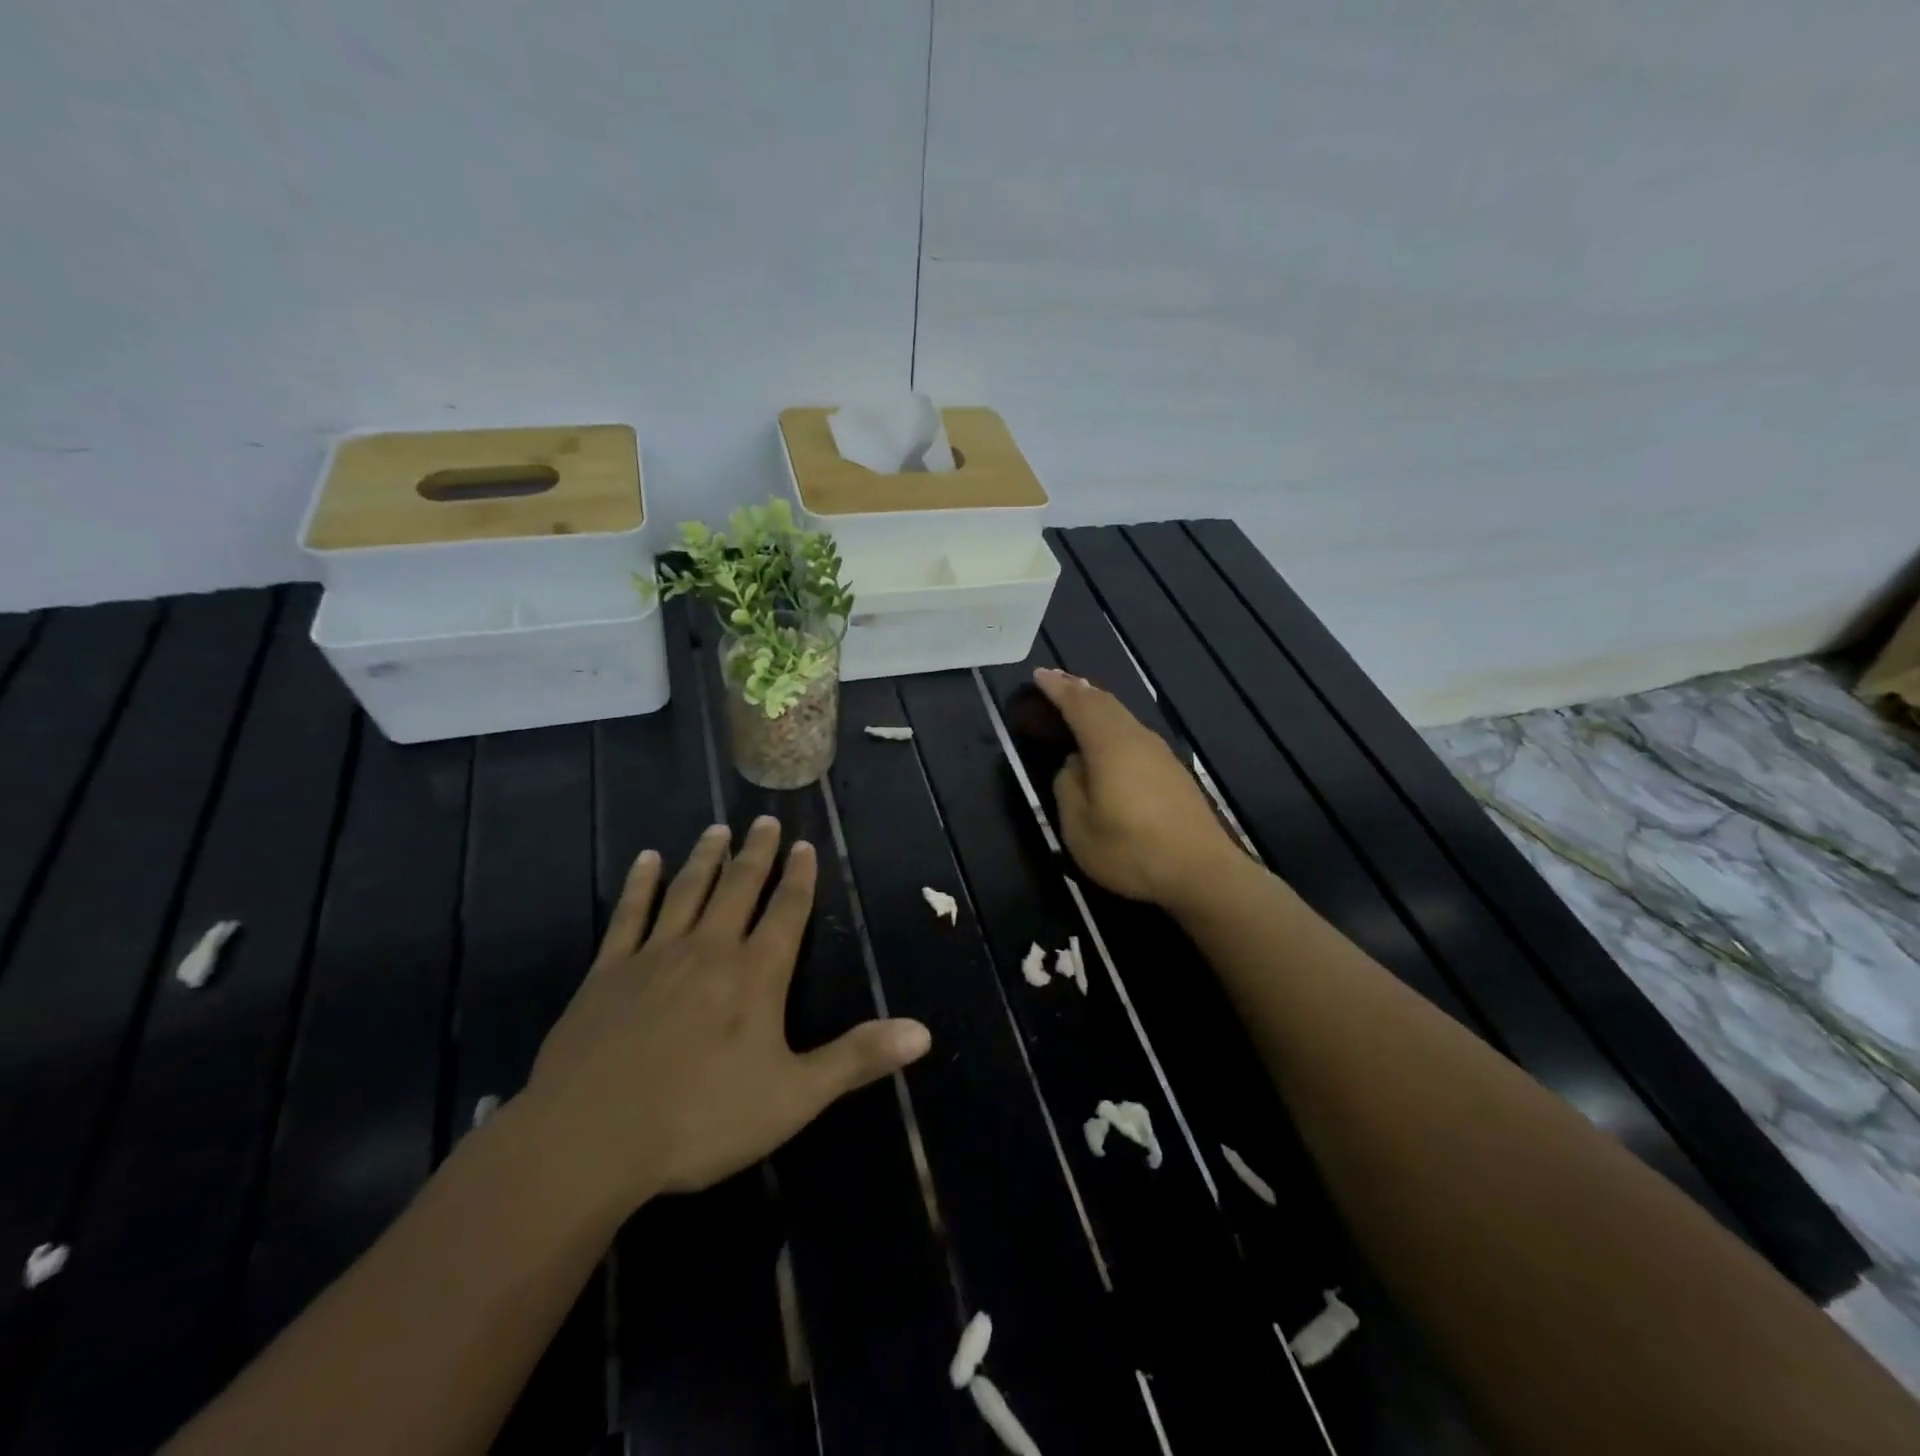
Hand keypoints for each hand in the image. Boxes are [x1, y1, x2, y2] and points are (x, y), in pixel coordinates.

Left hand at [520, 818, 931, 1215]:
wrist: (589, 1141)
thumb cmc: (700, 1120)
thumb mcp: (794, 1097)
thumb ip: (857, 1059)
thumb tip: (923, 1032)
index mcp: (755, 975)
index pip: (787, 912)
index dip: (799, 878)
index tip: (805, 845)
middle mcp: (710, 950)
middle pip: (739, 888)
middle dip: (757, 854)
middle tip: (765, 821)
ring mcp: (655, 956)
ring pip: (687, 891)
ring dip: (705, 858)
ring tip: (717, 828)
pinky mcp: (608, 972)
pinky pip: (629, 914)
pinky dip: (640, 884)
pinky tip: (646, 860)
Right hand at [1036, 666, 1245, 911]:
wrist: (1202, 872)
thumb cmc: (1132, 850)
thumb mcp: (1080, 828)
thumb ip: (1069, 788)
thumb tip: (1074, 765)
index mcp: (1110, 746)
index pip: (1079, 705)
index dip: (1057, 689)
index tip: (1038, 675)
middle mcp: (1136, 739)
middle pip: (1105, 703)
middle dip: (1078, 689)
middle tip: (1056, 680)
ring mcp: (1159, 753)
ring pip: (1122, 716)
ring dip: (1098, 704)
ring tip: (1080, 699)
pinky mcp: (1172, 770)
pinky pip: (1133, 732)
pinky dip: (1113, 722)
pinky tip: (1110, 735)